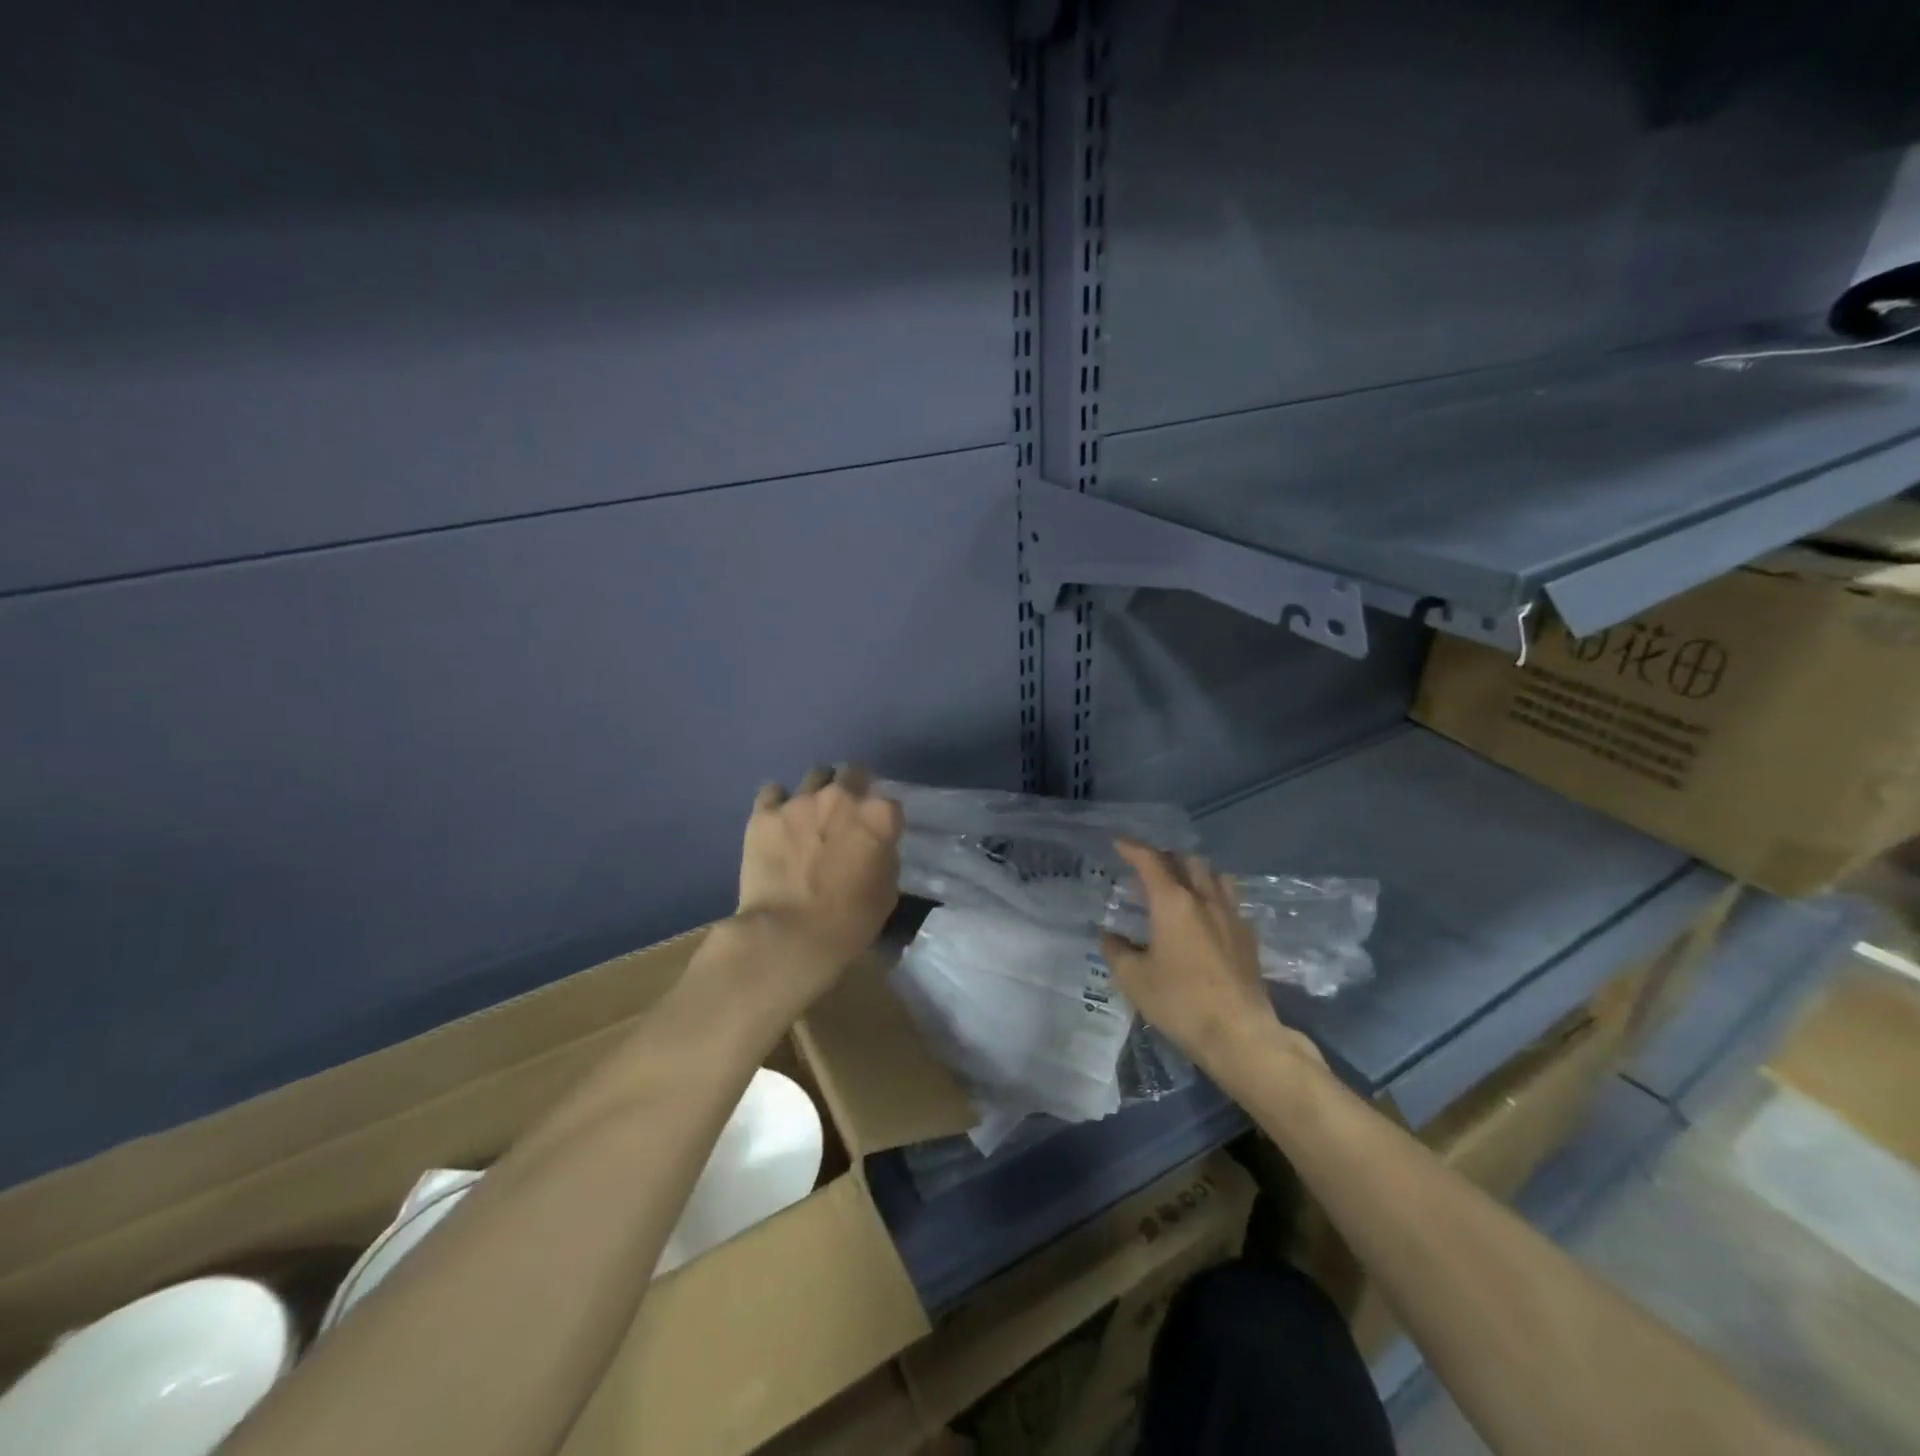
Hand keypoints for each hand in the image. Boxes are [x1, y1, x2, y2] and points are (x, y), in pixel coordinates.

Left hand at [725, 764, 903, 1014]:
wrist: (789, 936)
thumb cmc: (849, 922)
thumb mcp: (886, 891)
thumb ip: (883, 857)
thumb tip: (872, 847)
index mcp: (879, 816)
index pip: (889, 802)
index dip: (882, 818)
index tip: (875, 833)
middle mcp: (842, 797)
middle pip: (852, 773)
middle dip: (852, 787)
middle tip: (844, 813)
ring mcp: (800, 801)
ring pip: (814, 775)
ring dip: (817, 791)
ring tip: (810, 813)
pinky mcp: (764, 813)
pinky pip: (773, 792)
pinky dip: (777, 803)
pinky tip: (777, 820)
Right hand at [1099, 840, 1323, 1083]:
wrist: (1239, 1033)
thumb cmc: (1179, 1002)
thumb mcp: (1134, 979)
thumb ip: (1116, 950)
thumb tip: (1108, 935)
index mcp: (1173, 902)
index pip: (1150, 861)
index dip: (1132, 848)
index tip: (1119, 844)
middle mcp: (1204, 899)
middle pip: (1187, 861)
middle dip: (1165, 857)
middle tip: (1147, 867)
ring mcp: (1231, 916)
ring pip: (1214, 876)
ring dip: (1194, 872)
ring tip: (1180, 884)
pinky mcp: (1248, 937)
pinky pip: (1229, 900)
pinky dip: (1212, 895)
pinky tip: (1205, 915)